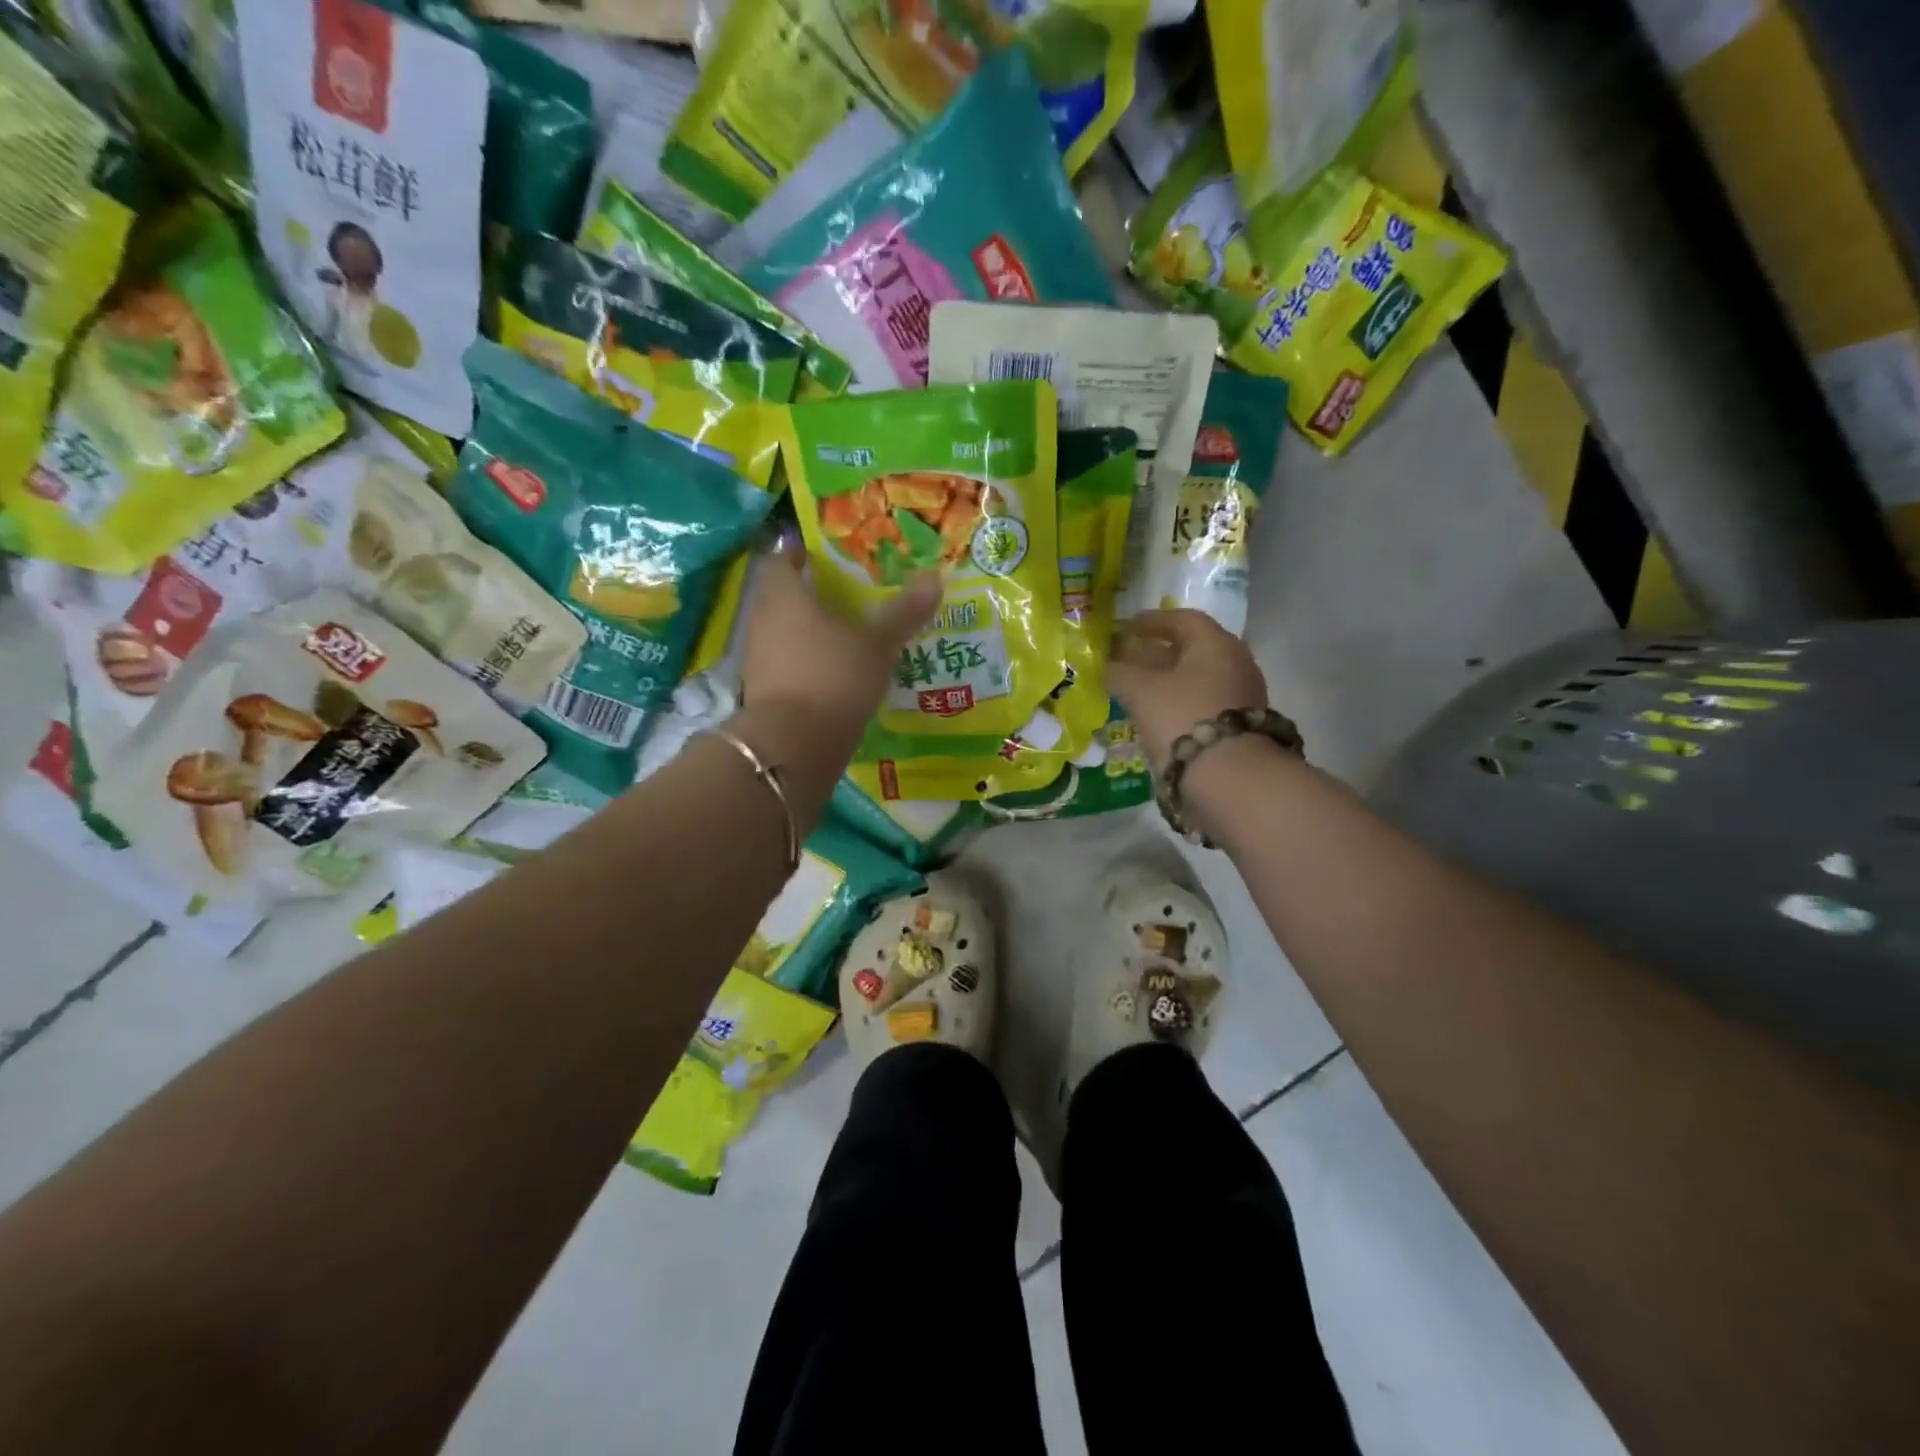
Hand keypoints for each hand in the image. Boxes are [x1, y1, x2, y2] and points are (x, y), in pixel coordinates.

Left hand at [740, 536, 941, 747]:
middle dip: (804, 592)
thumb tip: (935, 578)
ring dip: (802, 628)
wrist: (795, 745)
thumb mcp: (878, 645)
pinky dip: (800, 660)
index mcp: (784, 596)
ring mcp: (757, 658)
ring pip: (779, 631)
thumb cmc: (834, 677)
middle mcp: (762, 620)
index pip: (781, 560)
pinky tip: (828, 669)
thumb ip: (903, 613)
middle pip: (778, 596)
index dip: (797, 553)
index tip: (817, 553)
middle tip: (837, 591)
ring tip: (838, 631)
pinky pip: (781, 663)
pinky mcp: (761, 691)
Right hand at [1107, 609, 1269, 769]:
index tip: (1125, 627)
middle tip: (1125, 658)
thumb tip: (1107, 667)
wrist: (1230, 777)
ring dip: (1165, 680)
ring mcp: (1241, 696)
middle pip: (1190, 650)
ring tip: (1134, 689)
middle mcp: (1235, 663)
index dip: (1151, 621)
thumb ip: (1119, 673)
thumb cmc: (1182, 718)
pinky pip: (1202, 703)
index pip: (1182, 619)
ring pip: (1196, 678)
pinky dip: (1178, 702)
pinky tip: (1156, 715)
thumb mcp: (1141, 691)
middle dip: (1155, 652)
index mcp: (1215, 644)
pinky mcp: (1239, 726)